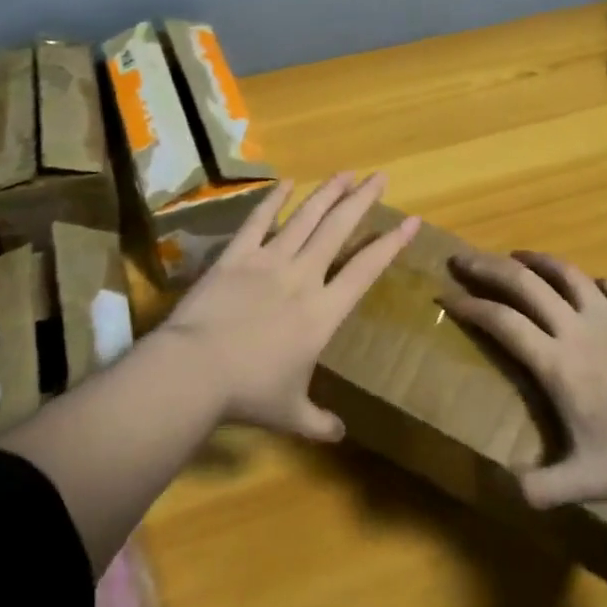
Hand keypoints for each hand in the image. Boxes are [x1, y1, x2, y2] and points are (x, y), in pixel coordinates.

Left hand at [160, 172, 419, 441]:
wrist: (196, 370)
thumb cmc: (249, 393)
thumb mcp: (291, 414)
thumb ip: (319, 422)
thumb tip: (339, 434)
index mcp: (323, 312)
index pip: (366, 270)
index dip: (390, 244)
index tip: (410, 221)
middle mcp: (302, 277)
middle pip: (338, 230)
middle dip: (362, 200)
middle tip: (379, 176)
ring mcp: (268, 261)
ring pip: (305, 218)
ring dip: (327, 194)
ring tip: (345, 172)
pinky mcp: (236, 256)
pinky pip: (258, 221)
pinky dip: (272, 200)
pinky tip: (286, 181)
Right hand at [442, 251, 606, 505]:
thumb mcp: (590, 480)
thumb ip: (544, 488)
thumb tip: (506, 491)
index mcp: (557, 363)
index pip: (502, 322)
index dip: (470, 306)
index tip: (446, 296)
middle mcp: (577, 328)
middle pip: (523, 283)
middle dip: (486, 267)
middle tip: (461, 259)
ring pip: (564, 272)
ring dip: (533, 259)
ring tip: (514, 256)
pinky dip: (586, 280)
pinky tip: (584, 284)